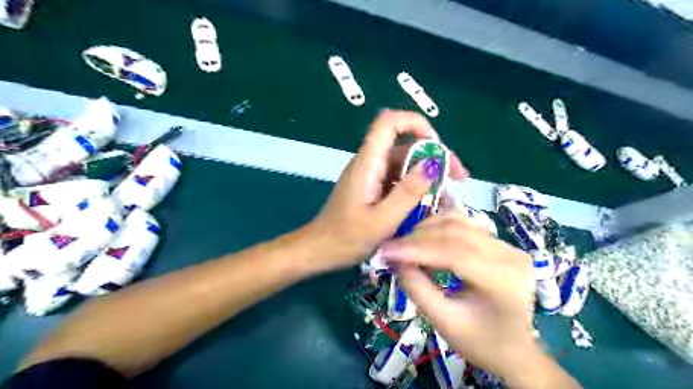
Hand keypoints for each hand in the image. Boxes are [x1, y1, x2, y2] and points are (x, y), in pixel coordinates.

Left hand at [312, 111, 468, 272]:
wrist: (319, 250)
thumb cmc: (346, 239)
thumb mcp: (381, 221)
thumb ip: (407, 193)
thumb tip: (432, 164)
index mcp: (367, 164)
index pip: (388, 123)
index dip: (415, 123)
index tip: (438, 147)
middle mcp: (369, 163)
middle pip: (404, 145)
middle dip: (433, 157)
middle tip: (457, 179)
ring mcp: (370, 175)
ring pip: (404, 164)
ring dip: (427, 175)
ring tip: (448, 196)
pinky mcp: (371, 188)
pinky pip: (397, 180)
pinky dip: (415, 187)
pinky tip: (429, 204)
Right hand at [378, 211, 580, 386]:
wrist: (516, 349)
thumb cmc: (481, 342)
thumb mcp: (444, 322)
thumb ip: (418, 289)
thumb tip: (395, 260)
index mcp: (502, 281)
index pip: (454, 253)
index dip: (416, 249)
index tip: (387, 251)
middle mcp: (509, 256)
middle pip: (456, 232)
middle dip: (418, 237)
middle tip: (391, 247)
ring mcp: (507, 246)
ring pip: (460, 222)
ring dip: (428, 228)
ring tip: (406, 242)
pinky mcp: (500, 243)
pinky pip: (466, 224)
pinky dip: (441, 224)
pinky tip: (425, 231)